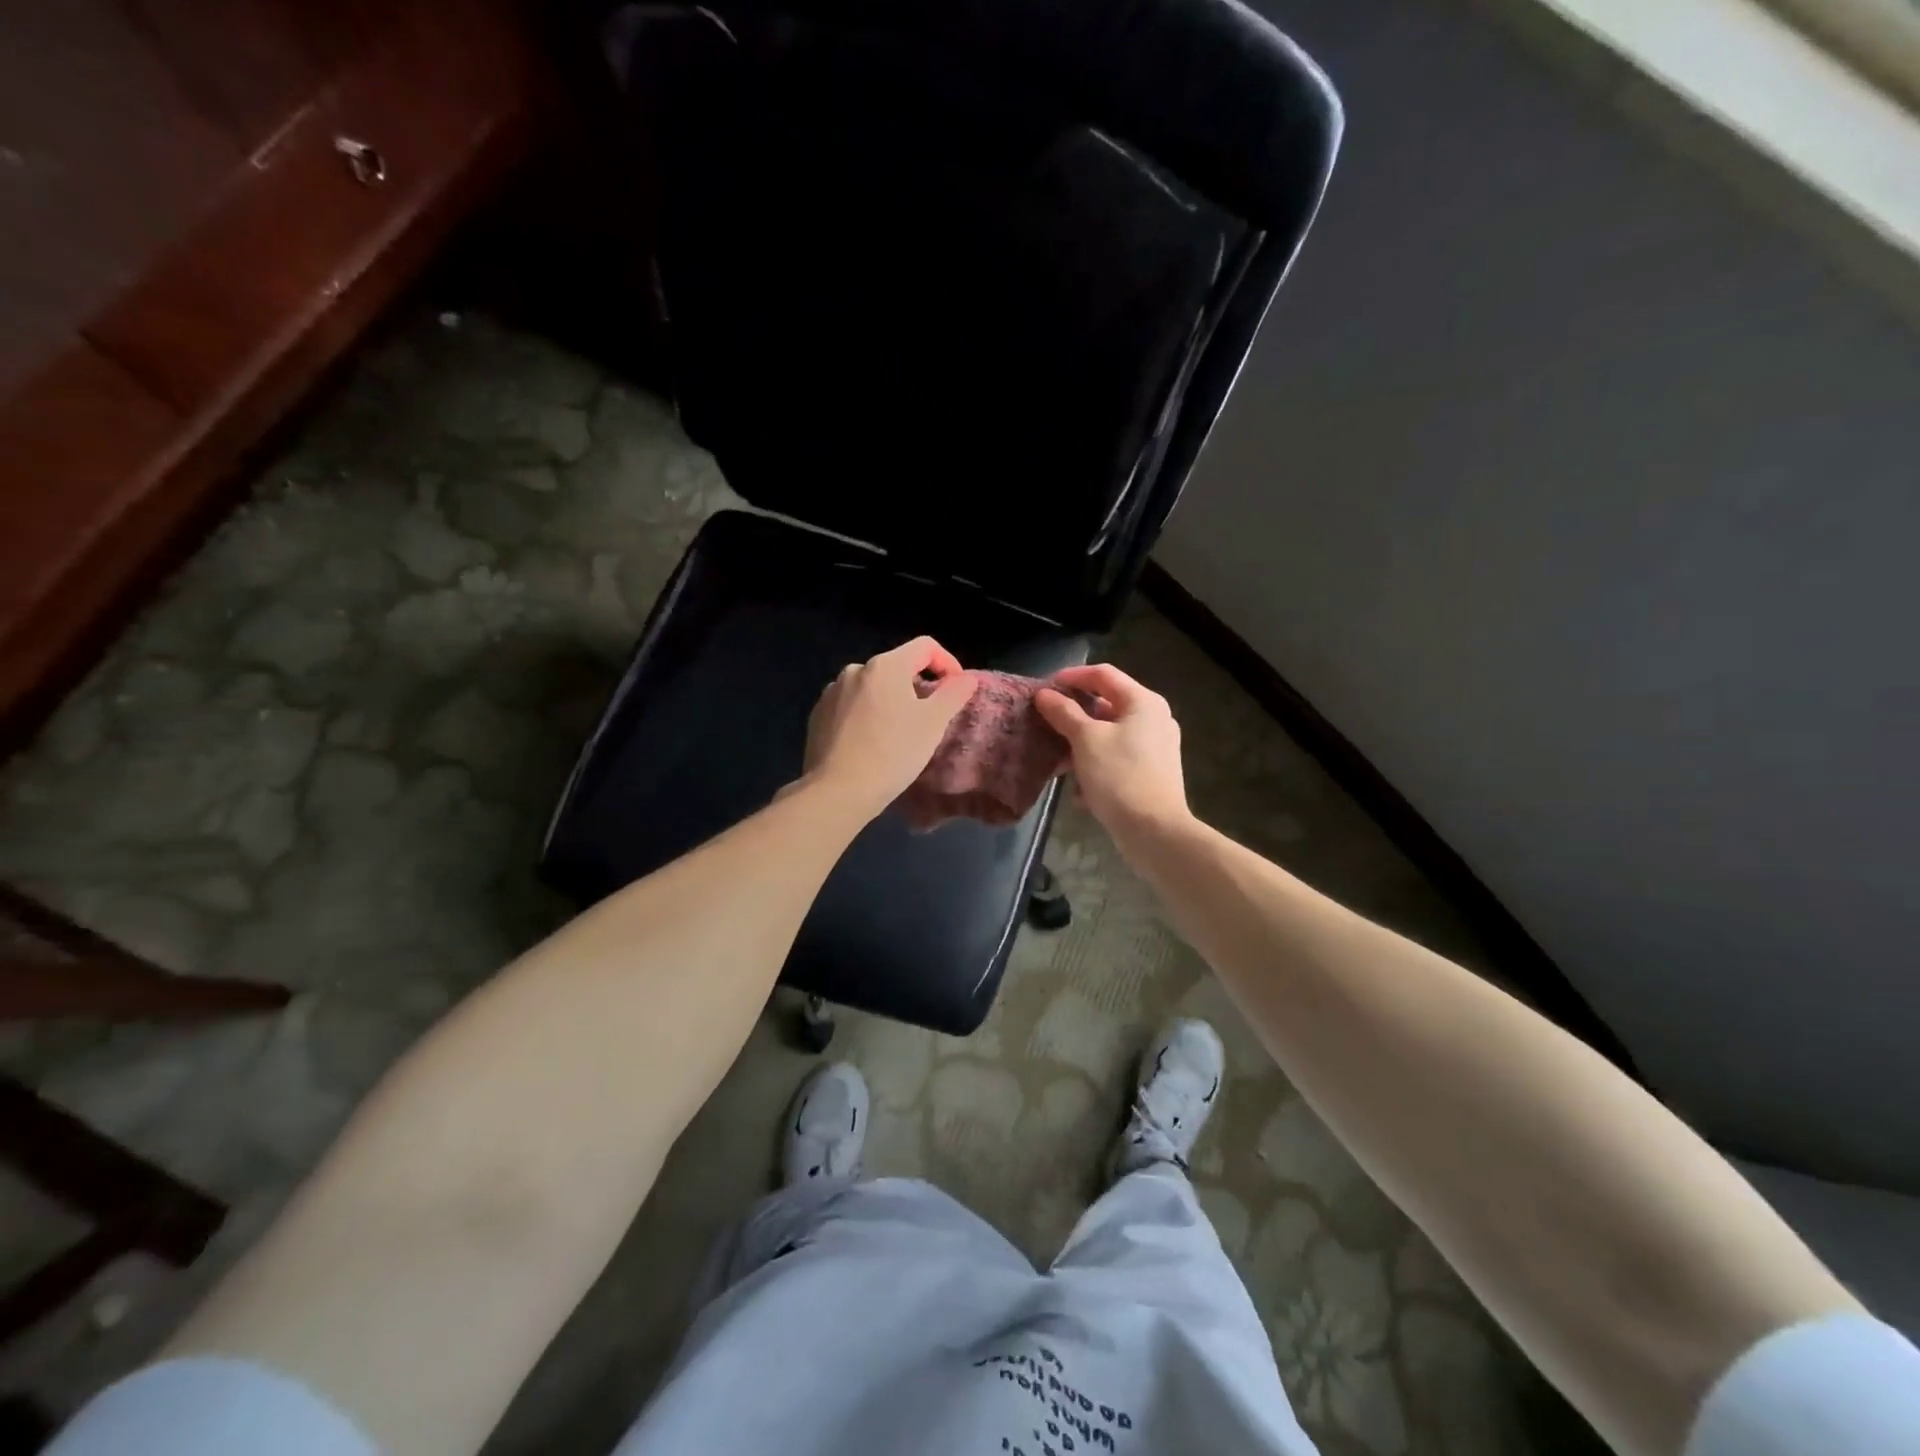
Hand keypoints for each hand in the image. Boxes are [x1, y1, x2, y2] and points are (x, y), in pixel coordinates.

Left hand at [801, 637, 975, 818]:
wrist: (838, 790)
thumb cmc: (893, 753)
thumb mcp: (933, 723)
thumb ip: (954, 694)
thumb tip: (966, 678)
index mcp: (885, 666)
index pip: (925, 647)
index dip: (948, 662)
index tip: (956, 689)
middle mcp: (855, 670)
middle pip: (897, 667)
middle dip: (917, 686)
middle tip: (929, 718)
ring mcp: (832, 692)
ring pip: (872, 688)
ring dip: (890, 701)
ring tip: (898, 733)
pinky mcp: (818, 715)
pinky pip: (851, 706)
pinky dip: (866, 715)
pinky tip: (870, 742)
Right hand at [1035, 664, 1189, 835]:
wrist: (1154, 831)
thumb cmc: (1119, 776)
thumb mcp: (1086, 740)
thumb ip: (1064, 713)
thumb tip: (1045, 694)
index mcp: (1143, 702)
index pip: (1103, 674)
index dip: (1072, 676)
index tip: (1045, 688)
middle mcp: (1154, 719)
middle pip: (1106, 705)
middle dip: (1074, 717)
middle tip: (1046, 724)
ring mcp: (1156, 748)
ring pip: (1109, 736)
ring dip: (1081, 746)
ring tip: (1059, 763)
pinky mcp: (1151, 773)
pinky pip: (1117, 759)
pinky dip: (1096, 768)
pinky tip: (1080, 792)